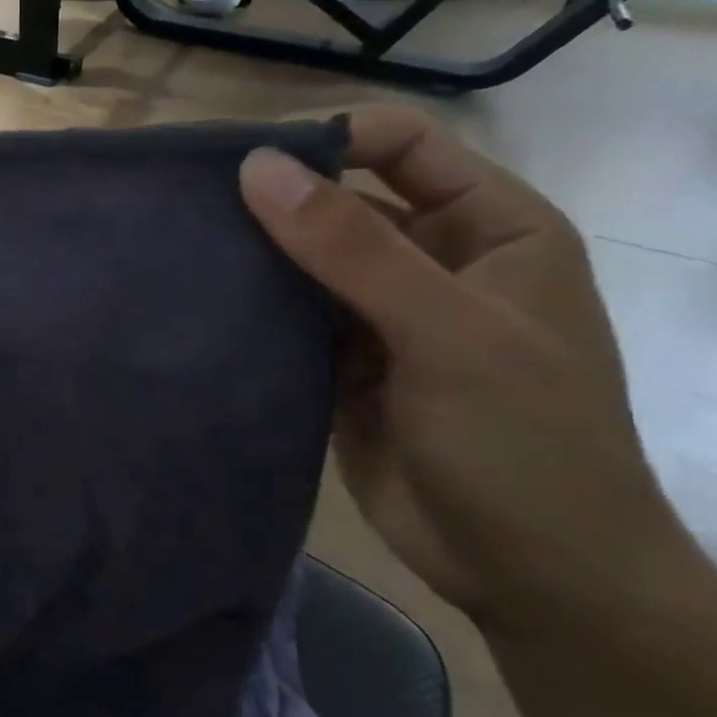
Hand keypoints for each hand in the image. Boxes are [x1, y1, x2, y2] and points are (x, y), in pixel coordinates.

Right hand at [239, 105, 677, 635]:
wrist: (534, 577)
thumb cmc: (523, 443)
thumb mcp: (447, 333)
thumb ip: (352, 247)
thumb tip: (257, 166)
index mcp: (489, 226)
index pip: (400, 144)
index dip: (329, 139)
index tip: (248, 164)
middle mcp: (432, 256)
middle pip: (342, 197)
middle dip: (276, 198)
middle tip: (191, 205)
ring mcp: (382, 312)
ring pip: (306, 256)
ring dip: (255, 251)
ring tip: (183, 246)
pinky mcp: (341, 360)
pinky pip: (288, 313)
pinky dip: (251, 304)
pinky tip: (202, 299)